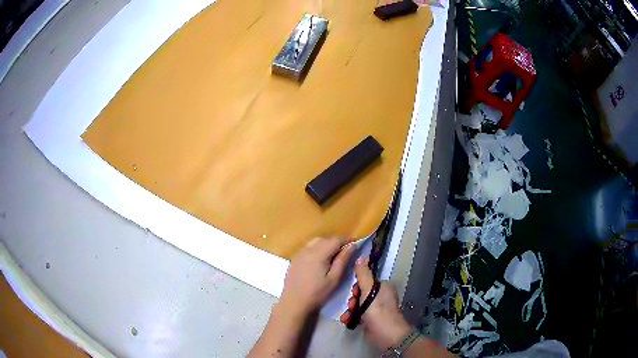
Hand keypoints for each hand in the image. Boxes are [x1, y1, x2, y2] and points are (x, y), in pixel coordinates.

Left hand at [278, 237, 355, 319]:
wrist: (294, 302)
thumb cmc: (317, 293)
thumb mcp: (334, 278)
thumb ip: (343, 260)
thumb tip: (352, 246)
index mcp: (319, 253)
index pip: (335, 240)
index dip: (346, 240)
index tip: (355, 245)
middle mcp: (307, 249)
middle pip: (324, 239)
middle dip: (336, 242)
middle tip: (344, 253)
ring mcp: (299, 254)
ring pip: (315, 242)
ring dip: (325, 245)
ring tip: (332, 257)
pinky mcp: (294, 259)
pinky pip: (307, 248)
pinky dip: (316, 249)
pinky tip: (318, 261)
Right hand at [340, 257, 411, 349]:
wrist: (386, 335)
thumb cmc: (379, 311)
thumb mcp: (369, 291)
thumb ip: (363, 275)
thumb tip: (361, 257)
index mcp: (383, 286)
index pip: (366, 280)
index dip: (357, 286)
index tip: (353, 293)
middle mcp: (380, 295)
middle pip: (360, 293)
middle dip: (353, 299)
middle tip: (352, 305)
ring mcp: (376, 308)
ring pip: (358, 304)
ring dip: (350, 309)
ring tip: (347, 316)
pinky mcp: (371, 319)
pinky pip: (358, 314)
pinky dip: (352, 316)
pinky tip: (347, 320)